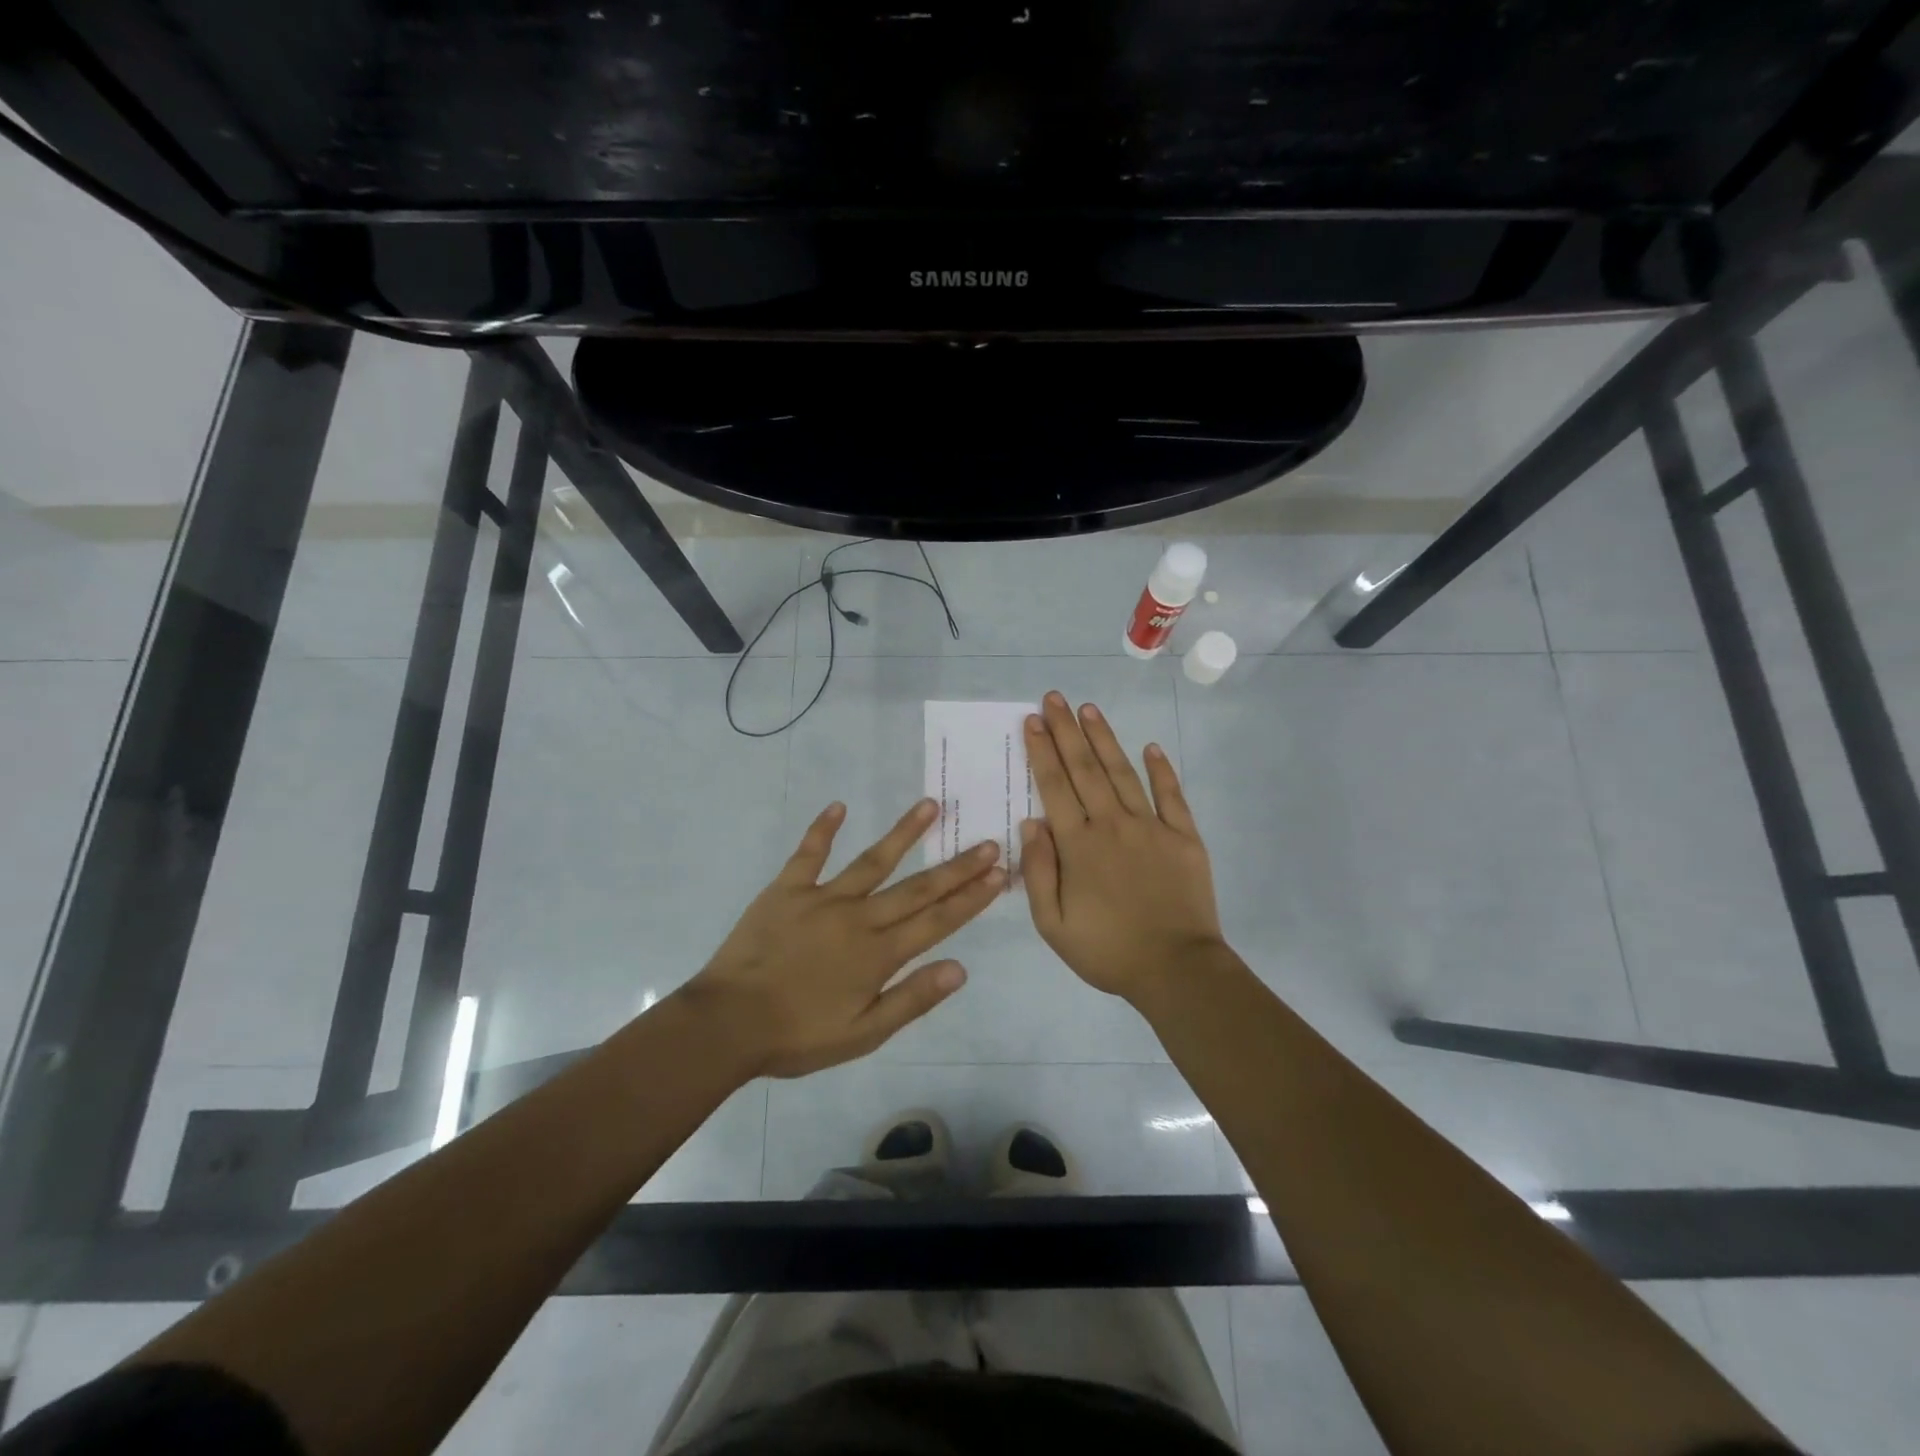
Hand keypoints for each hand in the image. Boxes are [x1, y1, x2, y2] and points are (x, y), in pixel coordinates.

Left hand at [685, 798, 1003, 1077]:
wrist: (727, 1023)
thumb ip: (912, 999)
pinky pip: (809, 854)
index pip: (937, 920)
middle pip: (917, 887)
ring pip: (872, 860)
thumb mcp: (863, 1033)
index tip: (999, 873)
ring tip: (930, 805)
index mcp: (878, 954)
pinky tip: (838, 806)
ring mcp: (822, 898)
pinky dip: (822, 829)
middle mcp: (858, 918)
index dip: (971, 897)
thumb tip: (961, 968)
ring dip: (904, 833)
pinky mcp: (787, 890)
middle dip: (957, 866)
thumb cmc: (798, 1035)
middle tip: (988, 841)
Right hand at [1021, 692, 1225, 1002]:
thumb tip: (1031, 822)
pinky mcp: (1184, 837)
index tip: (1033, 721)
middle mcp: (1112, 824)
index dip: (1042, 751)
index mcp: (1078, 845)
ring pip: (1123, 772)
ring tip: (1089, 710)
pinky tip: (1150, 747)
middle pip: (1085, 769)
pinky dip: (1161, 769)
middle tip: (1054, 698)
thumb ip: (1038, 871)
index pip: (1054, 786)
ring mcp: (1152, 827)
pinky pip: (1171, 796)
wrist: (1176, 970)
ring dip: (1104, 739)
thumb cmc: (1107, 951)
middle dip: (1066, 731)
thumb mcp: (1053, 924)